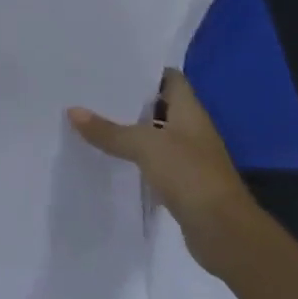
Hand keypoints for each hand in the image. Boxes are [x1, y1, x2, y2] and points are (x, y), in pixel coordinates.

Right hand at [68, 70, 258, 274]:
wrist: (225, 234)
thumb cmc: (190, 175)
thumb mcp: (145, 146)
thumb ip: (109, 130)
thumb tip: (72, 111)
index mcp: (190, 112)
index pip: (170, 78)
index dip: (146, 70)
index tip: (114, 64)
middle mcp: (191, 130)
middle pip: (159, 106)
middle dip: (130, 98)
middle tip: (93, 87)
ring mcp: (188, 158)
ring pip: (154, 135)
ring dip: (130, 129)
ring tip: (92, 116)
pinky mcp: (181, 184)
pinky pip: (152, 162)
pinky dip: (134, 157)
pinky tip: (108, 154)